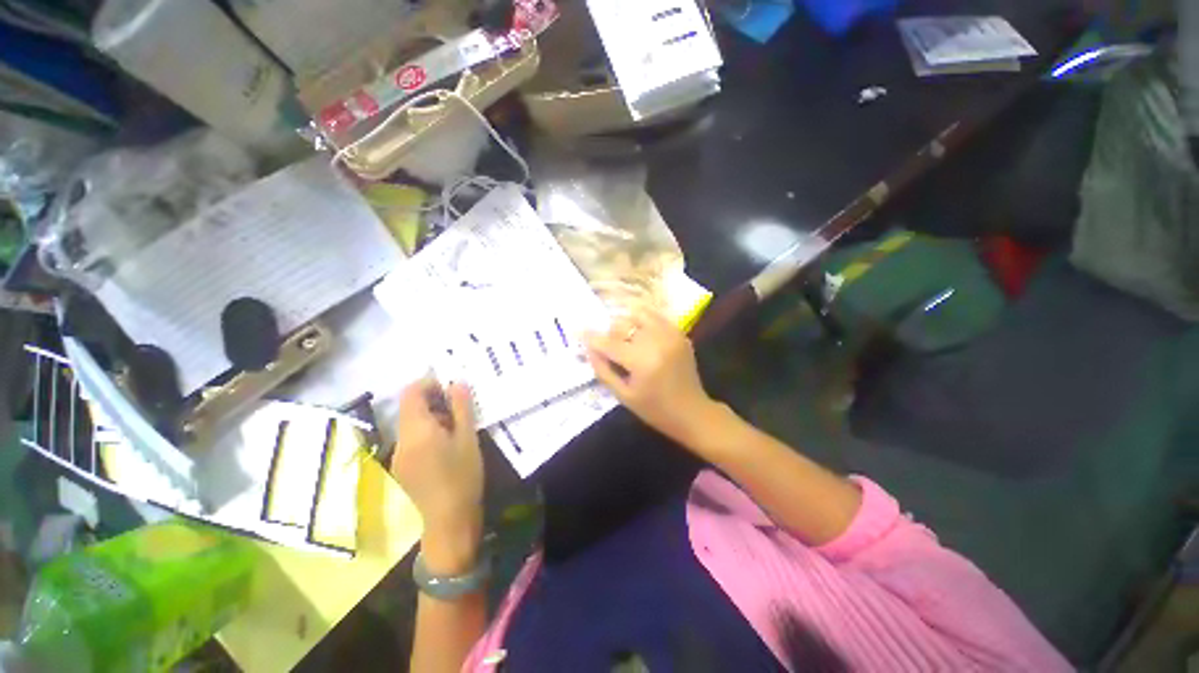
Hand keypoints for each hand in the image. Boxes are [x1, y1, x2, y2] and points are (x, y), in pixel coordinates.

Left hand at [391, 379, 482, 573]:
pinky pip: (410, 440)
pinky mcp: (401, 468)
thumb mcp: (468, 438)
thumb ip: (461, 407)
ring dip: (431, 417)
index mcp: (417, 431)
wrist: (448, 522)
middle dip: (433, 400)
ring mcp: (398, 456)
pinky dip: (426, 432)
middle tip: (459, 405)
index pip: (411, 393)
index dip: (428, 382)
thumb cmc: (462, 476)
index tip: (450, 385)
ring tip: (456, 425)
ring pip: (410, 424)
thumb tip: (457, 382)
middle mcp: (401, 440)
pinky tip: (446, 445)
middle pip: (409, 408)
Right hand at [584, 306, 717, 445]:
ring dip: (626, 322)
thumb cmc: (655, 410)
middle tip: (608, 345)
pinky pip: (655, 316)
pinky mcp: (679, 333)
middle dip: (610, 333)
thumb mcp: (623, 396)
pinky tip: (640, 333)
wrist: (692, 412)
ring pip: (638, 313)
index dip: (591, 337)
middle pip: (622, 323)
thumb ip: (603, 370)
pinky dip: (643, 320)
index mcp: (642, 361)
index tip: (578, 332)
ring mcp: (670, 334)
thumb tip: (589, 349)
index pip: (609, 343)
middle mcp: (656, 341)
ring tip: (625, 337)